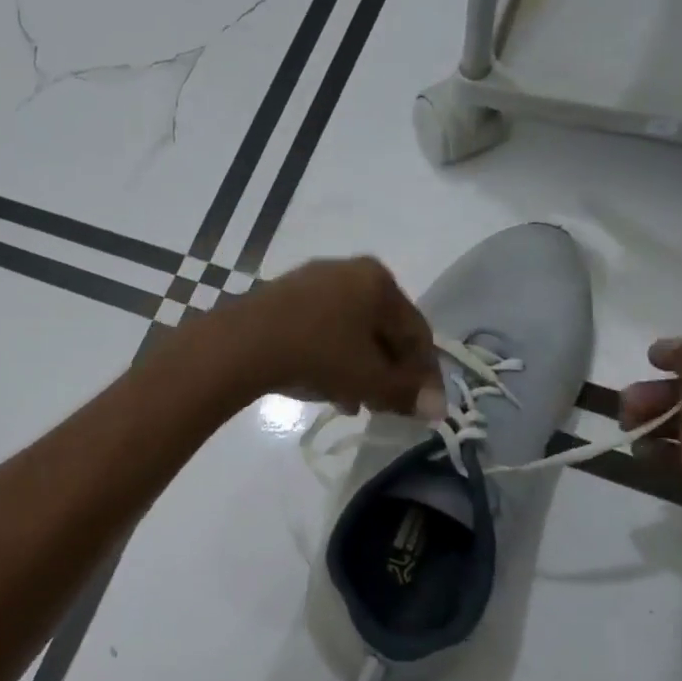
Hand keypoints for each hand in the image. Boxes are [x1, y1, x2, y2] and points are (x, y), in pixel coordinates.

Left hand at [209, 256, 443, 417]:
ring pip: (350, 332)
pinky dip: (330, 357)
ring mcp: (312, 281)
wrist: (243, 343)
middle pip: (382, 330)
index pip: (416, 332)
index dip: (424, 373)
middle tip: (386, 406)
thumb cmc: (319, 354)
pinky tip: (325, 387)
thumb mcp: (369, 379)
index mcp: (379, 281)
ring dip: (358, 370)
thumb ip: (405, 393)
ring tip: (354, 403)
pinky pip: (321, 329)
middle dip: (387, 373)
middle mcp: (349, 271)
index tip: (423, 405)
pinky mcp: (282, 297)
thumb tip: (438, 409)